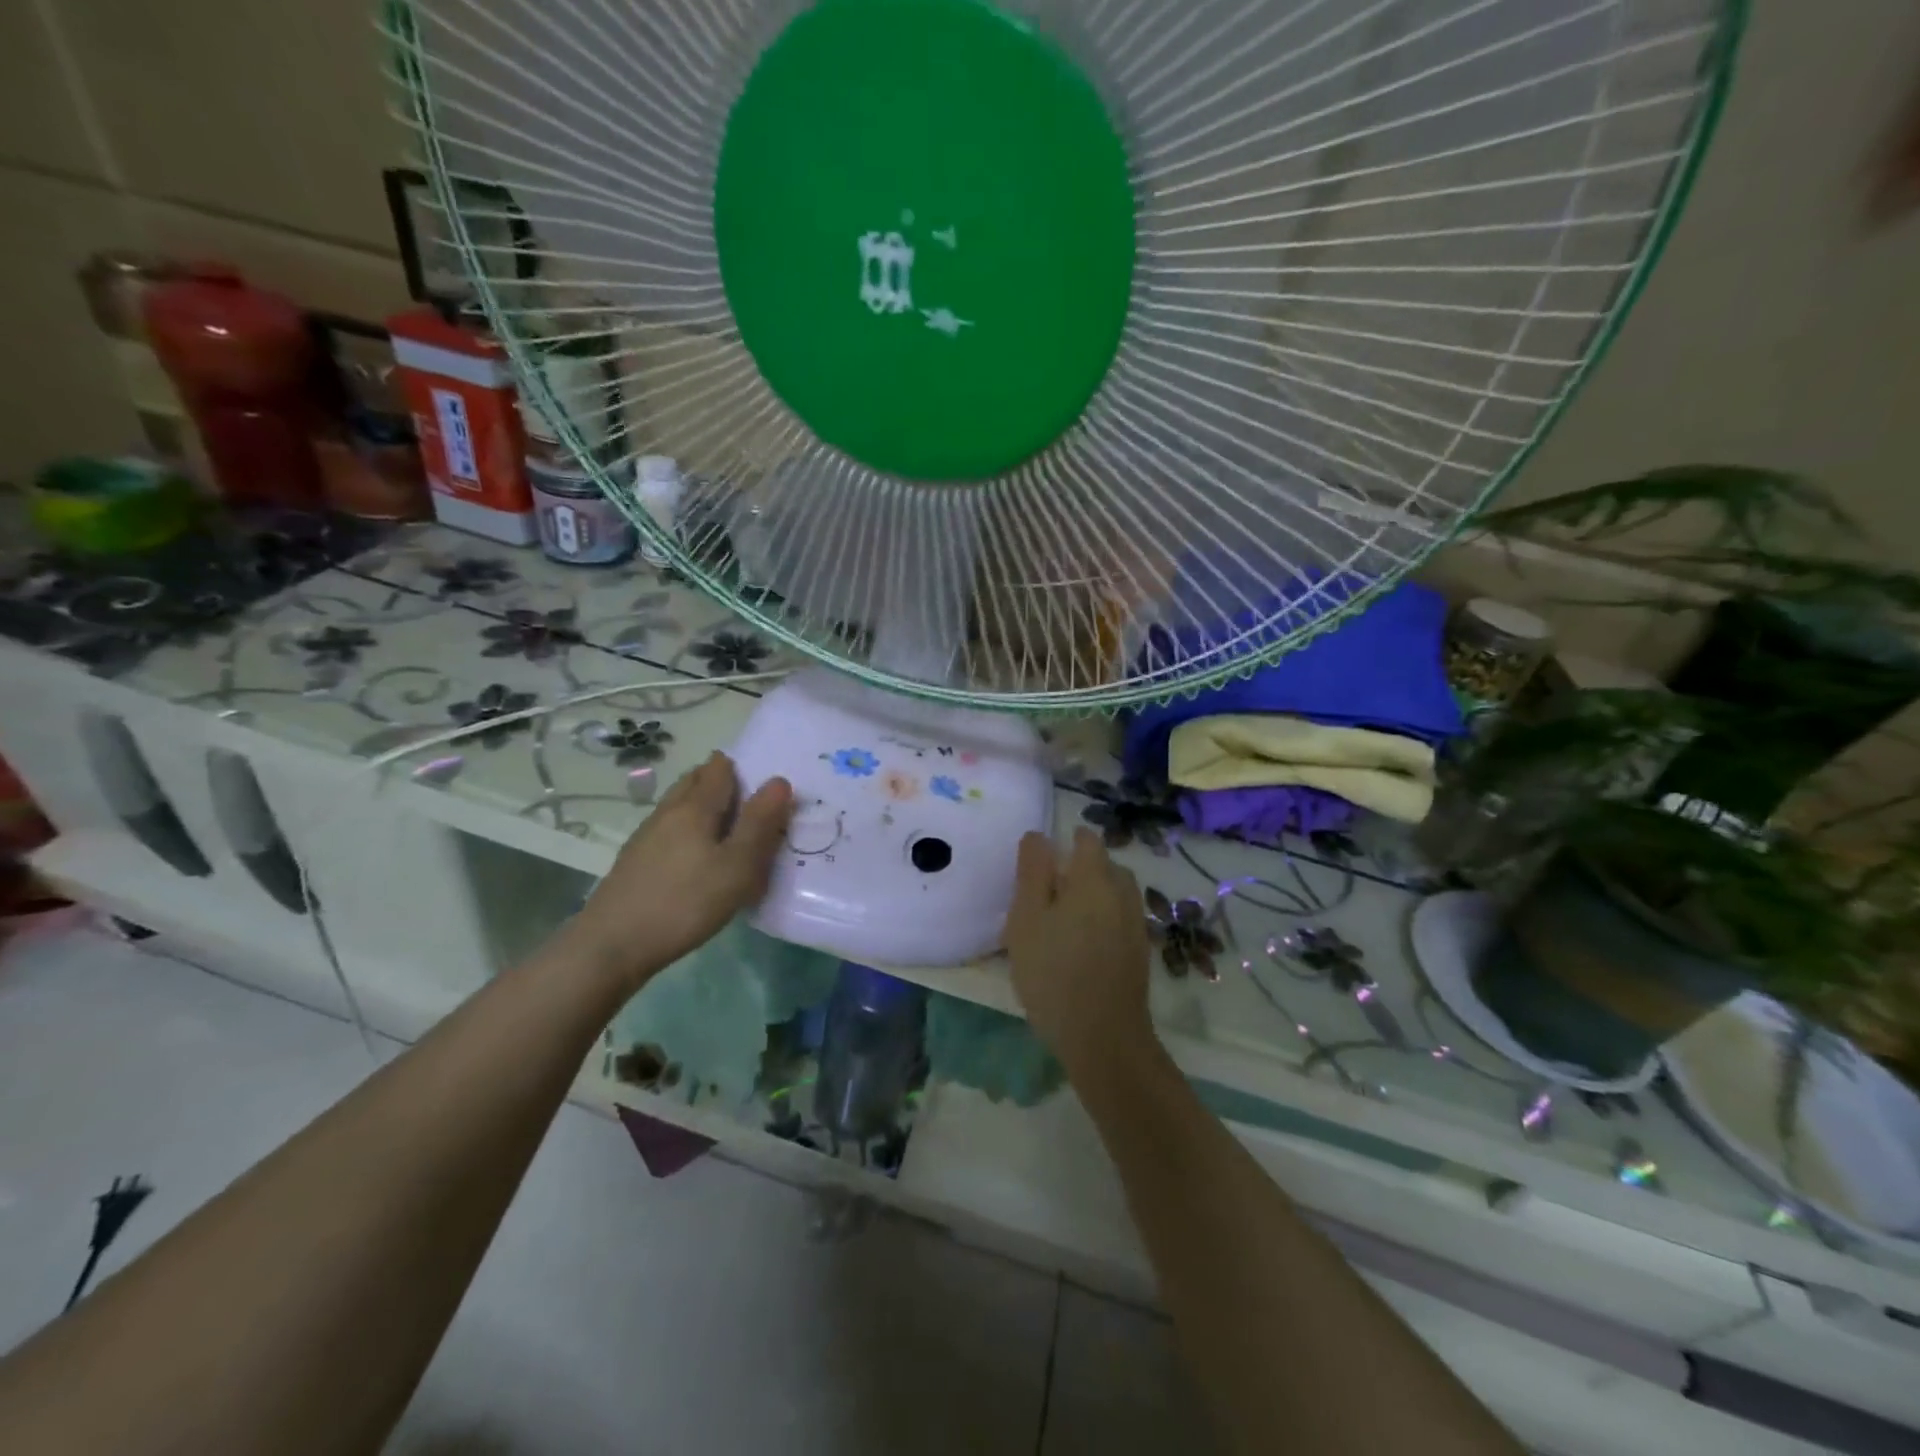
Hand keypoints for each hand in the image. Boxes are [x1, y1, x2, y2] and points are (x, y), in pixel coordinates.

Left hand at [565, 752, 792, 991]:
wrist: (612, 945)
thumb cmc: (685, 902)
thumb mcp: (738, 866)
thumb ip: (760, 823)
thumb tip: (779, 780)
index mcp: (695, 807)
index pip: (719, 769)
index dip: (741, 765)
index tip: (761, 777)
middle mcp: (668, 812)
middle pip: (694, 781)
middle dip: (720, 780)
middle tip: (748, 797)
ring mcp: (646, 836)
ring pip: (679, 806)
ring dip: (702, 805)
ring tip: (727, 825)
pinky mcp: (635, 861)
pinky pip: (669, 830)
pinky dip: (688, 829)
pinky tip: (696, 854)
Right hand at [1005, 828, 1156, 1076]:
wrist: (1103, 1037)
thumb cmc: (1054, 972)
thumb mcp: (1027, 919)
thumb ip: (1032, 872)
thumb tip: (1038, 836)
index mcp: (1095, 879)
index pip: (1088, 841)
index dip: (1069, 841)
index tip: (1046, 859)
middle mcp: (1123, 893)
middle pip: (1106, 866)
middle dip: (1083, 869)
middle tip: (1050, 891)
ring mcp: (1136, 924)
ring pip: (1116, 893)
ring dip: (1095, 895)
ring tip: (1066, 918)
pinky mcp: (1140, 951)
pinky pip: (1121, 918)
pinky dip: (1104, 918)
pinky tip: (1084, 943)